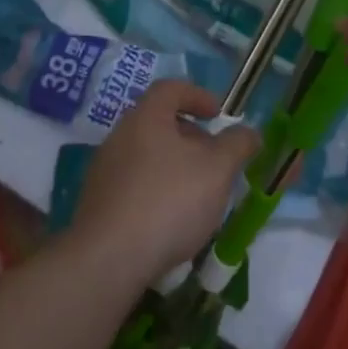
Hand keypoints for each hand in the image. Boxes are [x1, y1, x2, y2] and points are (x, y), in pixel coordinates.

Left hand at [72, 80, 260, 285]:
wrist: (109, 259)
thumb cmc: (169, 200)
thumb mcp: (217, 169)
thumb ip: (237, 145)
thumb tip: (249, 132)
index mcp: (146, 117)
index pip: (170, 89)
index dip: (197, 95)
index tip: (218, 114)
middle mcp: (120, 136)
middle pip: (158, 123)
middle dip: (190, 137)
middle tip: (214, 159)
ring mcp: (104, 171)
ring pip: (146, 156)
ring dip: (174, 166)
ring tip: (198, 193)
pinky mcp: (97, 204)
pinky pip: (134, 185)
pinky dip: (156, 191)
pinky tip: (172, 220)